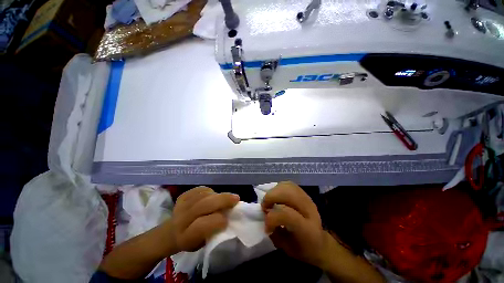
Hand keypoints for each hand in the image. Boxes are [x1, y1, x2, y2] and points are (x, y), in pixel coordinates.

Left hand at [170, 186, 239, 252]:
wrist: (171, 233)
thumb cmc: (191, 240)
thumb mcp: (203, 243)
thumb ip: (214, 230)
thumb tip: (228, 215)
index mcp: (186, 236)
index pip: (202, 225)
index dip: (217, 221)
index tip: (228, 220)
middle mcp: (181, 220)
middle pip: (204, 205)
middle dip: (222, 200)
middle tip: (236, 198)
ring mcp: (181, 205)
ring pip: (203, 195)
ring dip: (218, 195)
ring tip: (226, 197)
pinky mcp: (182, 196)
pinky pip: (199, 189)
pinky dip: (209, 191)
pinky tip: (213, 195)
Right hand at [262, 181, 330, 267]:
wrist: (320, 242)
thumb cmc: (303, 249)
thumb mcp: (287, 248)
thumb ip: (274, 232)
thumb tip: (264, 216)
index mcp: (307, 229)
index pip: (287, 214)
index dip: (271, 218)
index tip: (266, 225)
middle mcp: (309, 210)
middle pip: (287, 194)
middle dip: (270, 198)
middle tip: (264, 207)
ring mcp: (308, 199)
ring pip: (288, 186)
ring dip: (274, 191)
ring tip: (270, 201)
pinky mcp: (304, 193)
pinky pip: (289, 184)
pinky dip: (279, 187)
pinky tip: (276, 195)